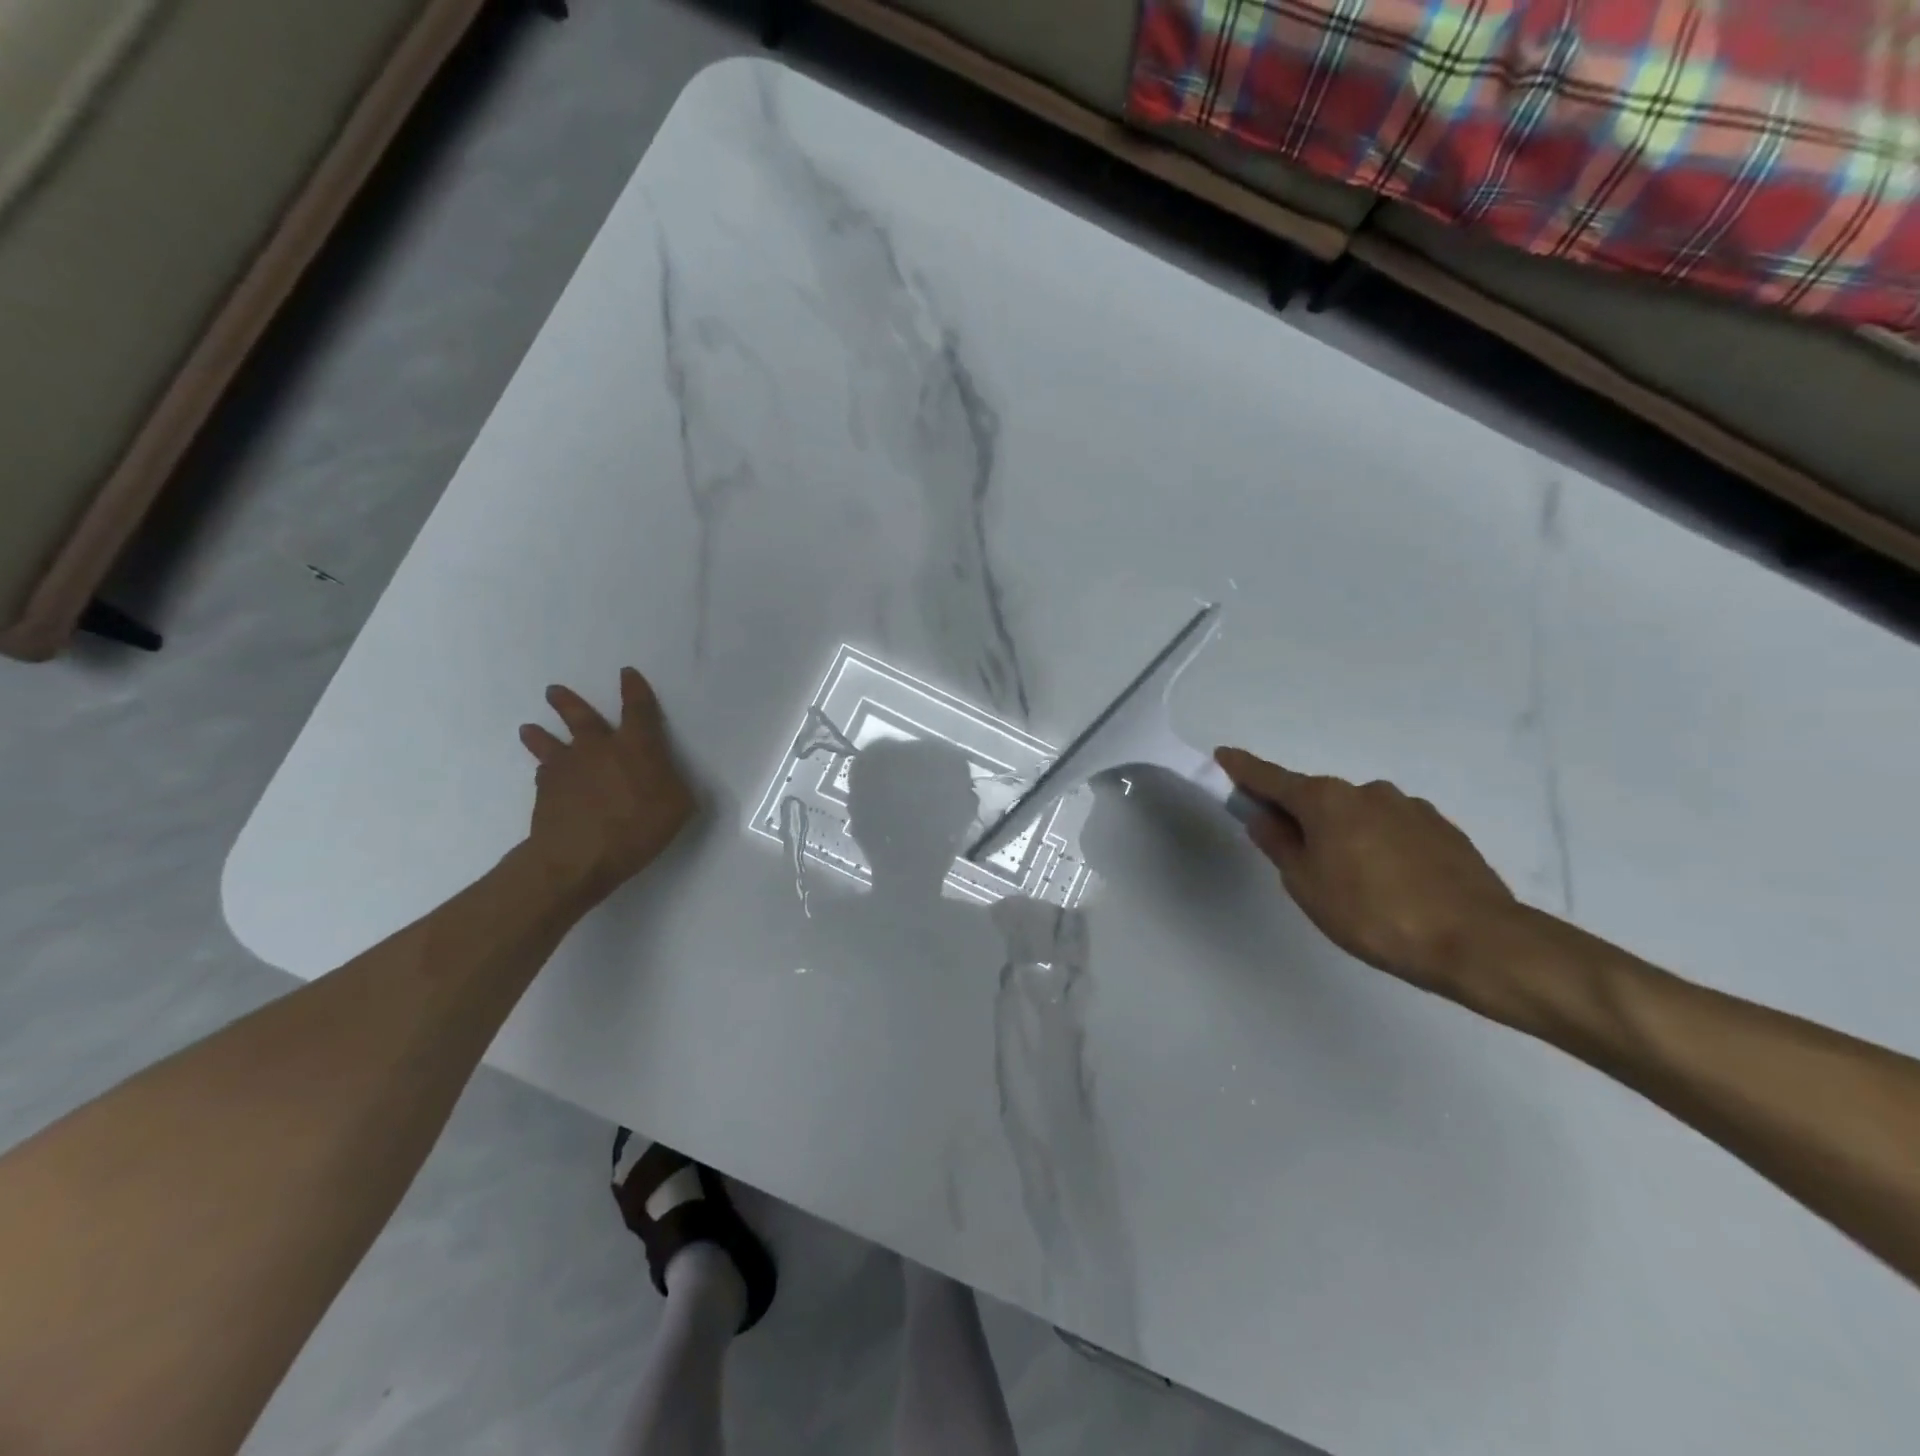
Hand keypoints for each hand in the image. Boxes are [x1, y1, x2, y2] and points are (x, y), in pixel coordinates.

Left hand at [518, 668, 695, 903]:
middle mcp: (598, 748)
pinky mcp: (545, 791)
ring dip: (540, 734)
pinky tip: (542, 773)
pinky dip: (544, 770)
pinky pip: (544, 773)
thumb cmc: (637, 828)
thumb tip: (667, 777)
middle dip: (568, 702)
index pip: (638, 709)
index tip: (627, 674)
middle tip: (553, 690)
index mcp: (636, 747)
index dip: (635, 690)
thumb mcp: (678, 808)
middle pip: (581, 717)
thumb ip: (674, 786)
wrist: (577, 857)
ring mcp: (567, 768)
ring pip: (549, 742)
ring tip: (529, 727)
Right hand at [1215, 746, 1518, 997]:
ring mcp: (1409, 807)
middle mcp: (1366, 791)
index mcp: (1326, 800)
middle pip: (1317, 798)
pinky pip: (1392, 830)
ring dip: (1343, 835)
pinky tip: (1391, 884)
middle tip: (1296, 859)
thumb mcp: (1307, 885)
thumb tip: (1263, 817)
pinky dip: (1379, 846)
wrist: (1477, 941)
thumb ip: (1280, 845)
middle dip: (1300, 817)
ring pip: (1358, 815)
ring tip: (1353, 884)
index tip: (1223, 755)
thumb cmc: (1373, 914)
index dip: (1243, 769)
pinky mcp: (1442, 829)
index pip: (1271, 778)